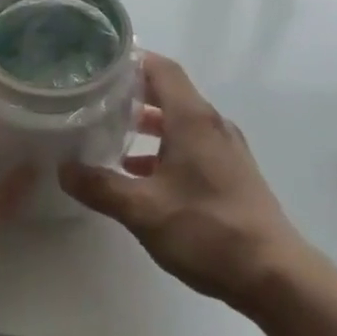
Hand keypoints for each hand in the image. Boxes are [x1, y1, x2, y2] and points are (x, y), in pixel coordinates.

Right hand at [59, 54, 307, 314]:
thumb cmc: (206, 231)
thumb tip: (64, 169)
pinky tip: (139, 174)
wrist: (272, 274)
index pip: (161, 69)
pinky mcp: (231, 172)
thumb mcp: (143, 210)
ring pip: (180, 121)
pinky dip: (164, 148)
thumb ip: (101, 187)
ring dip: (148, 124)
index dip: (131, 61)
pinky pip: (192, 144)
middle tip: (94, 98)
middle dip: (133, 93)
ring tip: (109, 134)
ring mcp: (226, 148)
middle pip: (170, 92)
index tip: (98, 66)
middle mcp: (212, 124)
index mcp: (193, 119)